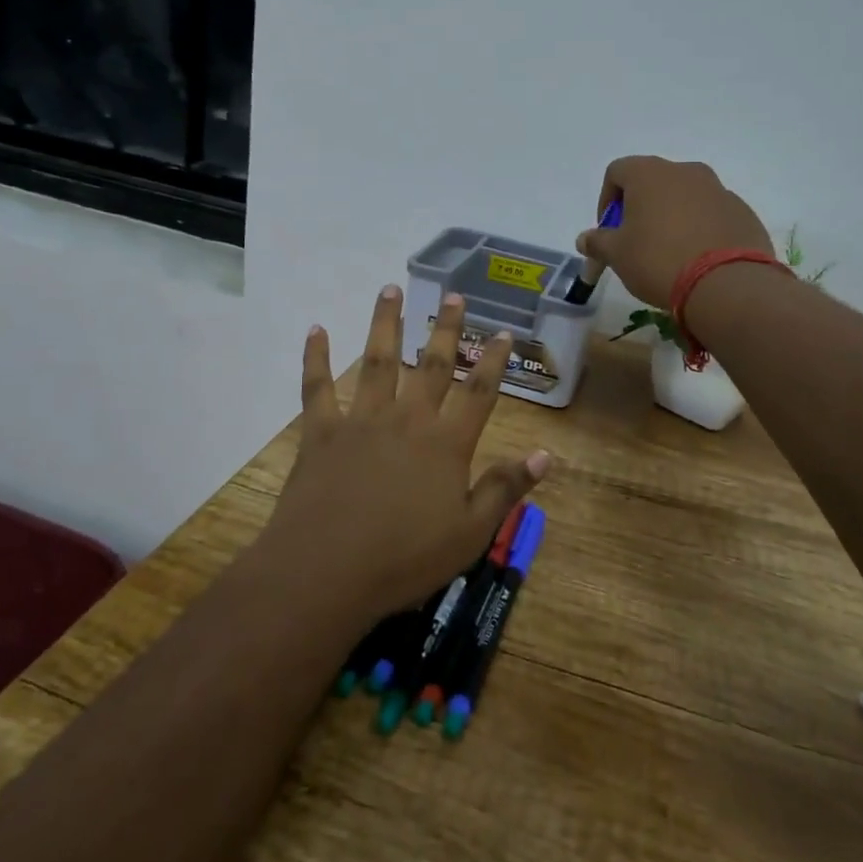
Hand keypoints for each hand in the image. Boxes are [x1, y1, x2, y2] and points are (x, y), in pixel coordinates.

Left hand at [260, 285, 550, 622]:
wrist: (326, 572)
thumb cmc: (405, 559)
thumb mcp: (469, 533)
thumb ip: (505, 489)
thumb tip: (546, 455)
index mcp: (446, 444)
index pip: (479, 392)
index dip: (493, 361)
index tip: (502, 332)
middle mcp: (408, 419)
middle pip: (432, 365)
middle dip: (445, 329)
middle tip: (453, 296)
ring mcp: (362, 421)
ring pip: (378, 361)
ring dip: (385, 323)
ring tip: (391, 289)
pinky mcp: (322, 432)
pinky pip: (318, 387)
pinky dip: (316, 357)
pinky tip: (316, 329)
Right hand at [576, 155, 772, 305]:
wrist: (727, 284)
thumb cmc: (659, 261)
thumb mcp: (617, 255)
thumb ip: (598, 242)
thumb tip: (585, 239)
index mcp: (650, 173)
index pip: (617, 171)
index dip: (606, 200)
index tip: (608, 230)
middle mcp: (686, 171)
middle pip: (653, 182)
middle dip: (640, 208)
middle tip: (636, 242)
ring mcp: (719, 190)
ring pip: (685, 197)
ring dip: (672, 217)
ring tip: (669, 253)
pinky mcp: (742, 212)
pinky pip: (712, 214)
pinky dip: (700, 229)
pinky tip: (698, 259)